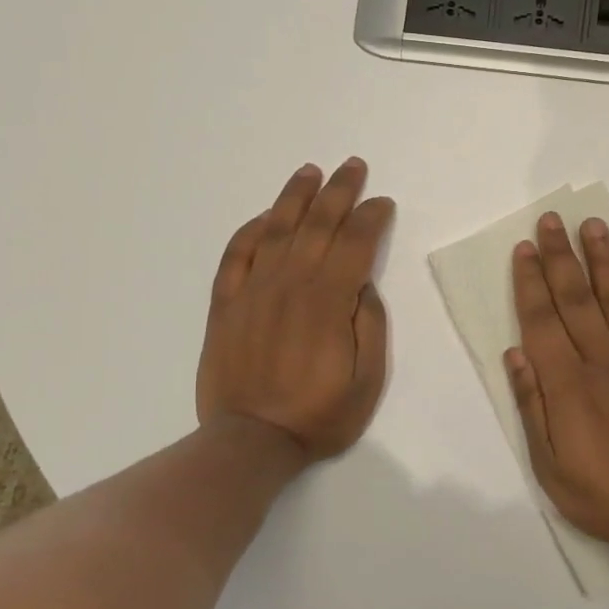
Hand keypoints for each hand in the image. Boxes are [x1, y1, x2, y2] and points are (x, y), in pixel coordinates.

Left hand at [197, 158, 395, 461]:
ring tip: (310, 173)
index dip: (371, 218)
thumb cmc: (318, 416)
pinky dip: (249, 231)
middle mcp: (290, 285)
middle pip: (317, 225)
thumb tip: (362, 285)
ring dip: (294, 197)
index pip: (354, 243)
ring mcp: (253, 291)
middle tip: (353, 166)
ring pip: (275, 230)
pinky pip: (235, 255)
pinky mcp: (226, 304)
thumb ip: (369, 326)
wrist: (250, 441)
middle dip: (339, 192)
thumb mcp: (367, 381)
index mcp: (327, 302)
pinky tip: (264, 217)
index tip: (382, 203)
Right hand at [506, 213, 608, 556]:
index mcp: (568, 384)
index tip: (525, 249)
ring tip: (592, 226)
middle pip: (577, 297)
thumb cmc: (605, 497)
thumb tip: (515, 353)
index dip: (531, 281)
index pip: (542, 320)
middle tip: (551, 219)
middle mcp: (604, 360)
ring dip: (604, 259)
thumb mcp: (550, 466)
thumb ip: (532, 406)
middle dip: (561, 256)